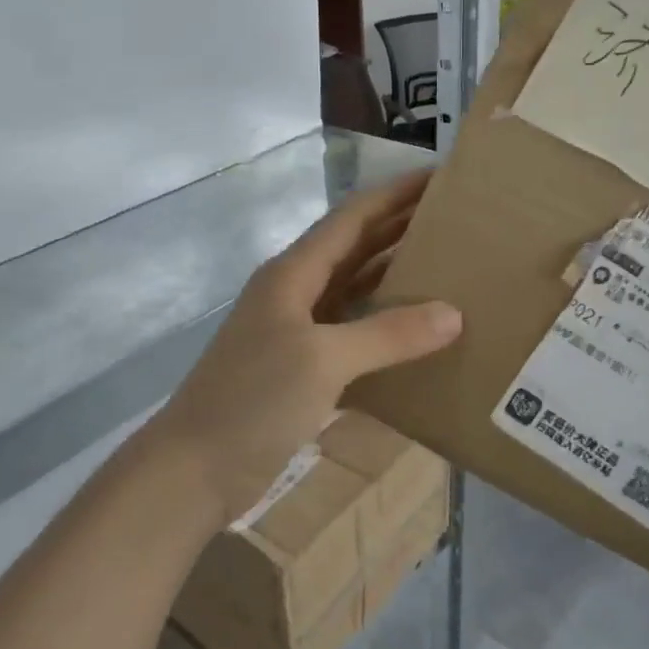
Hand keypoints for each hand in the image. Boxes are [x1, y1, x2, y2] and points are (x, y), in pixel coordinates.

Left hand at [154, 170, 462, 525]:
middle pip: (355, 247)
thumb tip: (453, 314)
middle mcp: (296, 292)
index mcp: (294, 273)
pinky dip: (383, 326)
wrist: (193, 470)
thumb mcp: (323, 361)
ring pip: (354, 289)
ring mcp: (297, 331)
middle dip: (400, 228)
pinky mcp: (302, 367)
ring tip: (446, 265)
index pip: (353, 217)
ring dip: (394, 275)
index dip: (395, 194)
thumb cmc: (253, 401)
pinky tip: (416, 332)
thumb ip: (388, 335)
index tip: (440, 177)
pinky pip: (353, 332)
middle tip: (455, 219)